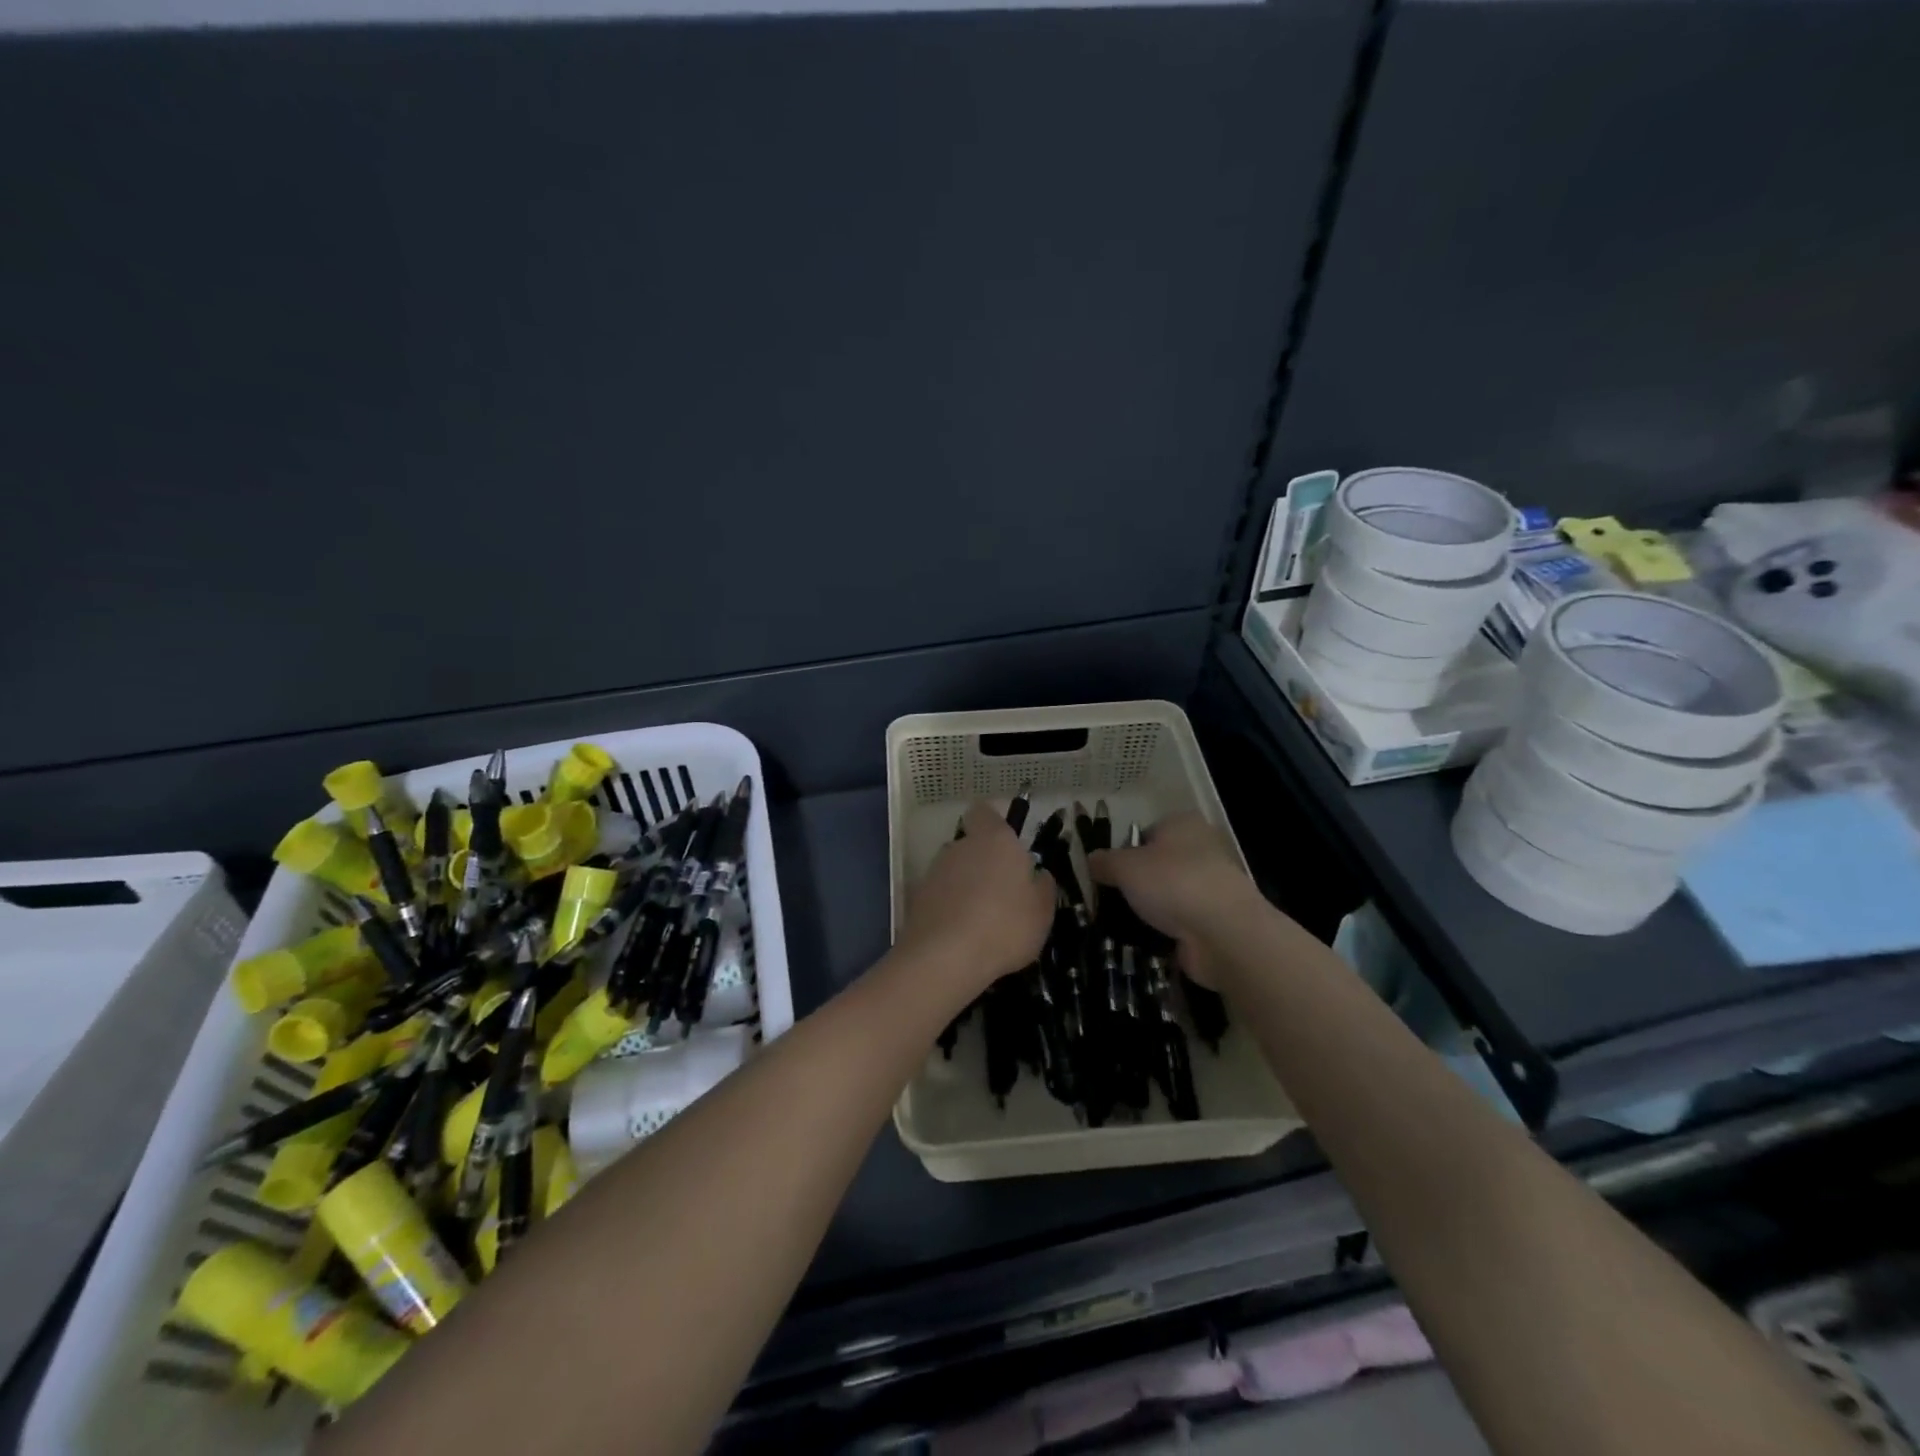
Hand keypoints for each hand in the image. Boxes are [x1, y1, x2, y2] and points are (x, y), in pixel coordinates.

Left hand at [894, 803, 1053, 997]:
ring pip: (954, 871)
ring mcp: (934, 871)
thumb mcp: (1043, 910)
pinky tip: (961, 935)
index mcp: (994, 839)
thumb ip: (1042, 885)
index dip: (993, 823)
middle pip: (970, 844)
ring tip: (982, 922)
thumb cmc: (1005, 926)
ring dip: (965, 887)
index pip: (984, 811)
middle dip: (983, 863)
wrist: (945, 958)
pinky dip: (949, 908)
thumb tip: (1037, 873)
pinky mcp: (917, 898)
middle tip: (1002, 893)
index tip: (1007, 845)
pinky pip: (940, 896)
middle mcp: (960, 846)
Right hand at [1088, 813, 1257, 986]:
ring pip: (1169, 894)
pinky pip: (1181, 922)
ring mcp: (1212, 886)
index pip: (1146, 832)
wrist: (1223, 932)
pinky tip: (1146, 940)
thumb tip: (1091, 860)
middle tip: (1111, 899)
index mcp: (1183, 824)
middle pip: (1158, 864)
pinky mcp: (1216, 919)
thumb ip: (1104, 861)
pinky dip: (1165, 931)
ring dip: (1150, 909)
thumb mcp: (1125, 866)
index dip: (1125, 851)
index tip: (1107, 873)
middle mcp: (1202, 849)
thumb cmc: (1172, 882)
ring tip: (1123, 923)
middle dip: (1136, 883)